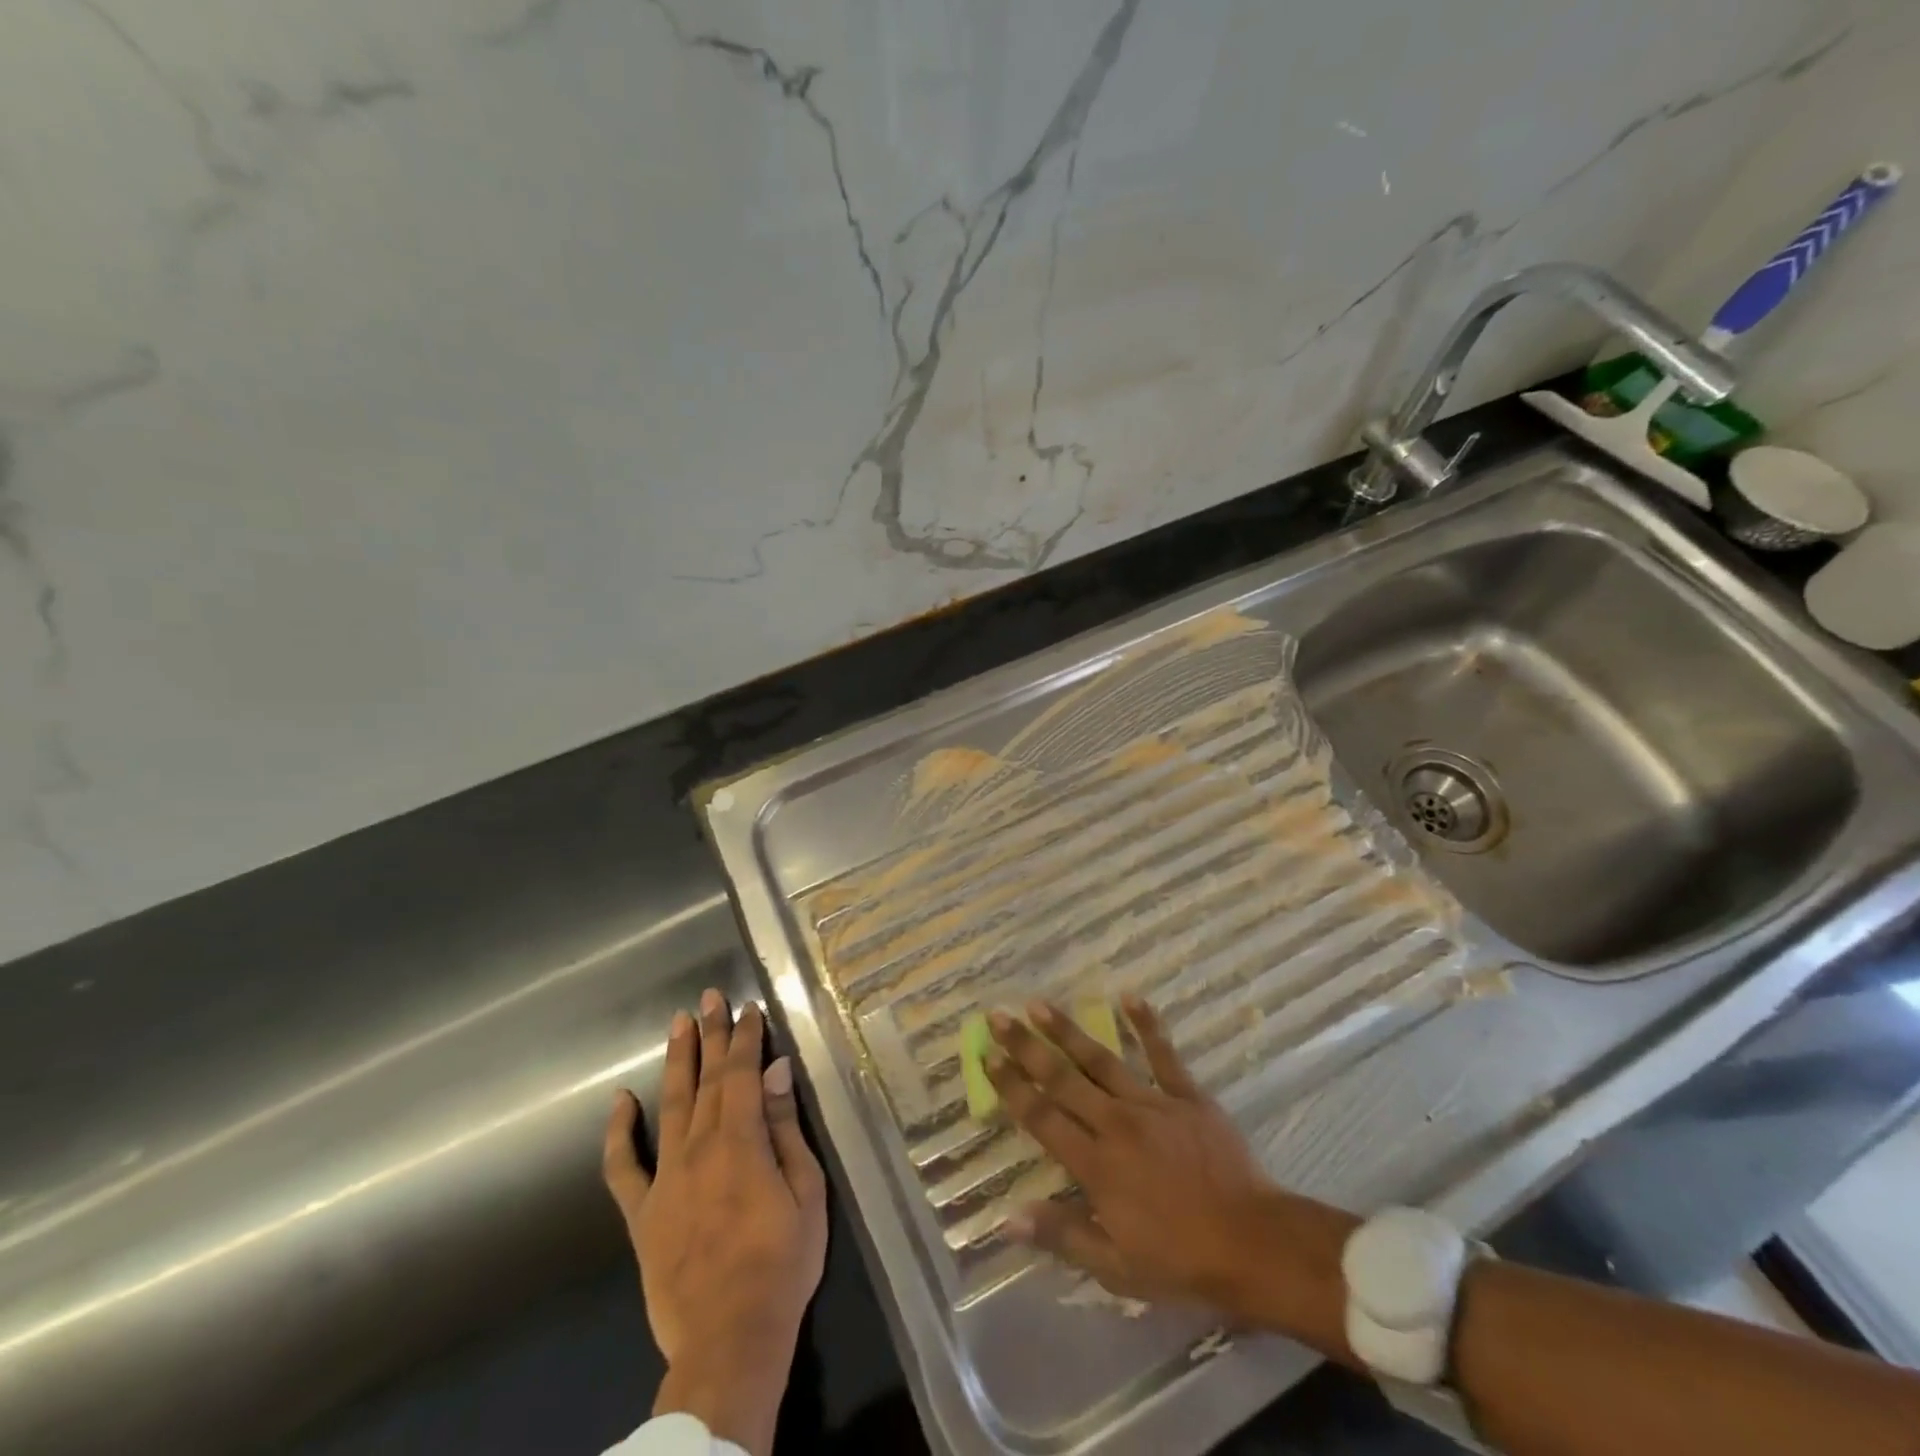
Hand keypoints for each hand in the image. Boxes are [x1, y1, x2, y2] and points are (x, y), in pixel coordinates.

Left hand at [603, 989, 827, 1455]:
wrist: (729, 1339)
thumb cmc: (782, 1262)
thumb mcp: (806, 1191)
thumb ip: (786, 1129)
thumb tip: (778, 1072)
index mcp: (741, 1140)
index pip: (743, 1073)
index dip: (746, 1037)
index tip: (749, 1008)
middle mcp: (699, 1147)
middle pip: (705, 1079)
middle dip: (709, 1034)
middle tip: (708, 996)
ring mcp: (665, 1178)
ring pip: (669, 1105)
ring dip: (675, 1061)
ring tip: (678, 1023)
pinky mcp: (642, 1213)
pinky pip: (623, 1167)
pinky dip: (618, 1132)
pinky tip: (621, 1100)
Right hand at [987, 996, 1355, 1334]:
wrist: (1254, 1244)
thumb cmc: (1182, 1261)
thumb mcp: (1117, 1268)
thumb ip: (1063, 1236)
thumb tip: (1008, 1218)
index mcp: (1096, 1164)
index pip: (1042, 1118)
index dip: (1011, 1086)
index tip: (987, 1057)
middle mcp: (1116, 1123)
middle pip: (1062, 1078)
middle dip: (1026, 1046)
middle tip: (998, 1016)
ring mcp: (1152, 1103)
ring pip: (1100, 1059)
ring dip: (1067, 1030)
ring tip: (1039, 1004)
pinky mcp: (1187, 1095)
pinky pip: (1163, 1054)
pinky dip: (1147, 1024)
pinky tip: (1130, 996)